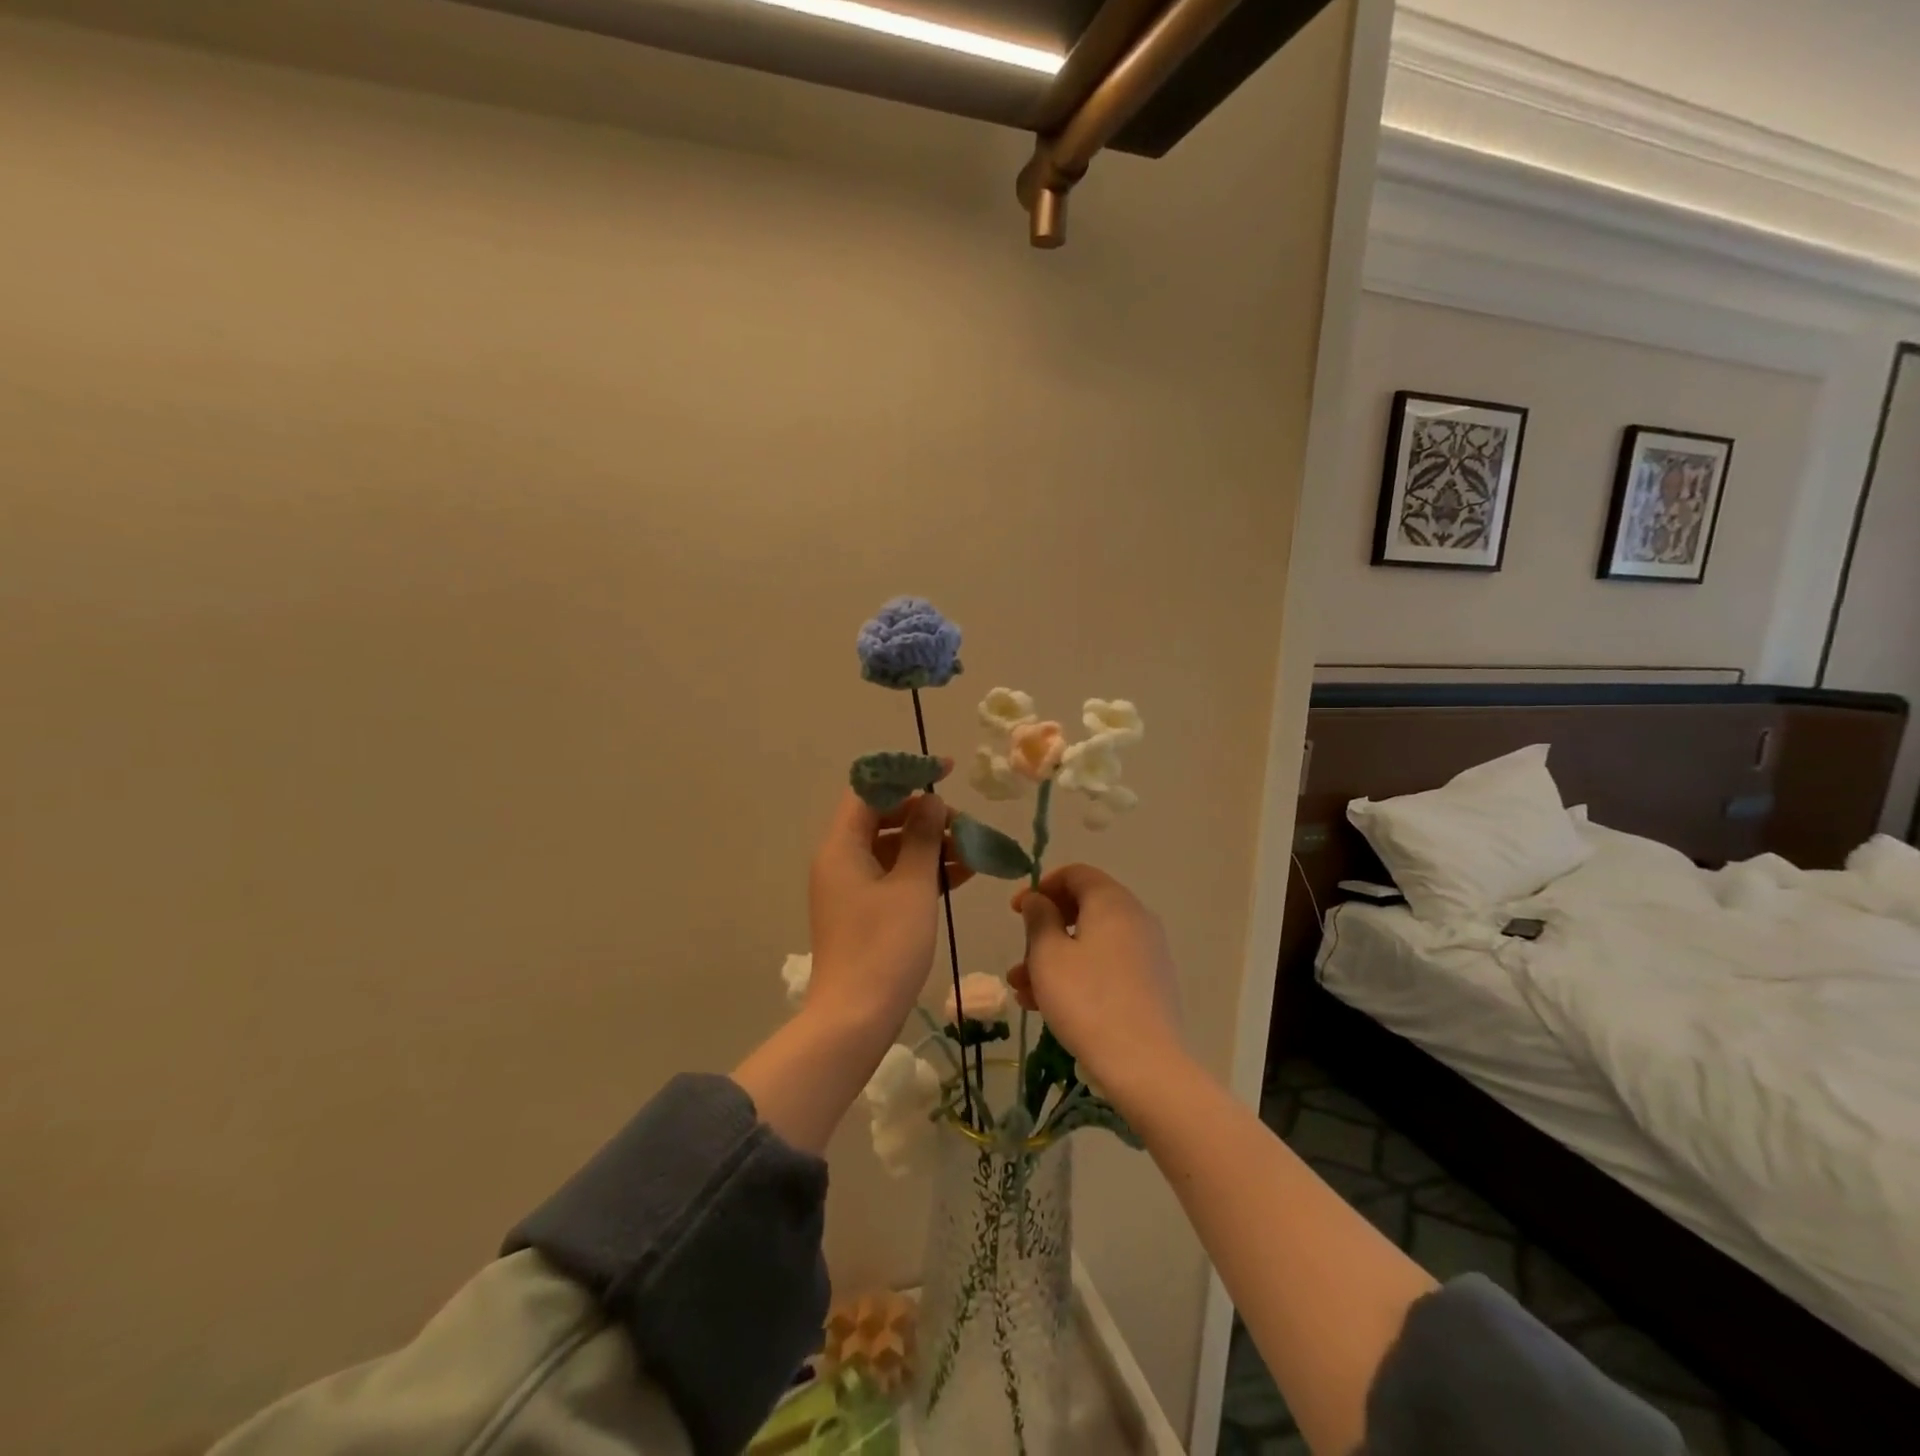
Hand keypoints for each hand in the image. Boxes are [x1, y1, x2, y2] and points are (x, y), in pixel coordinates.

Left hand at [804, 778, 971, 1041]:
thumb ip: (922, 837)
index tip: (946, 772)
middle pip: (882, 818)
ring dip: (929, 844)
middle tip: (963, 824)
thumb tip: (931, 801)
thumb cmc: (884, 946)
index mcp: (842, 845)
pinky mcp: (864, 910)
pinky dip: (924, 871)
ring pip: (892, 848)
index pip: (869, 789)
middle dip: (924, 815)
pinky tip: (961, 874)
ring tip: (972, 850)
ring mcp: (851, 887)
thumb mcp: (912, 886)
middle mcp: (840, 859)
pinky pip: (894, 876)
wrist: (855, 1018)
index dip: (906, 774)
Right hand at [1009, 865, 1185, 1108]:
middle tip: (1018, 955)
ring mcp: (1148, 952)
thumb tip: (1038, 900)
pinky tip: (1049, 1005)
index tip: (1015, 911)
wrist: (1144, 1065)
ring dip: (1054, 958)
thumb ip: (1039, 918)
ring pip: (1092, 942)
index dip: (1041, 886)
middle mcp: (1136, 918)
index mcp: (1112, 902)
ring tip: (1023, 990)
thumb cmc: (1087, 1000)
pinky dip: (1077, 974)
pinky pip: (1107, 965)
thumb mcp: (1048, 955)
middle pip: (1083, 908)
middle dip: (1045, 930)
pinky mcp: (1151, 984)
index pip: (1076, 874)